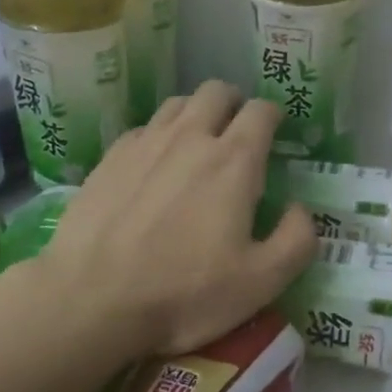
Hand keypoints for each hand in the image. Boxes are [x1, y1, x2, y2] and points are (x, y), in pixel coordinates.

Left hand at [33, 81, 317, 356]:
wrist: (91, 300)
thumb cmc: (184, 293)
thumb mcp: (261, 281)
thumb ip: (297, 240)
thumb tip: (300, 209)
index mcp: (234, 161)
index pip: (261, 111)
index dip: (273, 116)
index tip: (275, 132)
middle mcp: (190, 137)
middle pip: (216, 91)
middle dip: (234, 103)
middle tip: (238, 131)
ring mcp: (145, 144)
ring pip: (177, 103)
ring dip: (196, 113)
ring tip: (197, 143)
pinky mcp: (110, 159)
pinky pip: (144, 128)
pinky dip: (159, 135)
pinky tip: (155, 165)